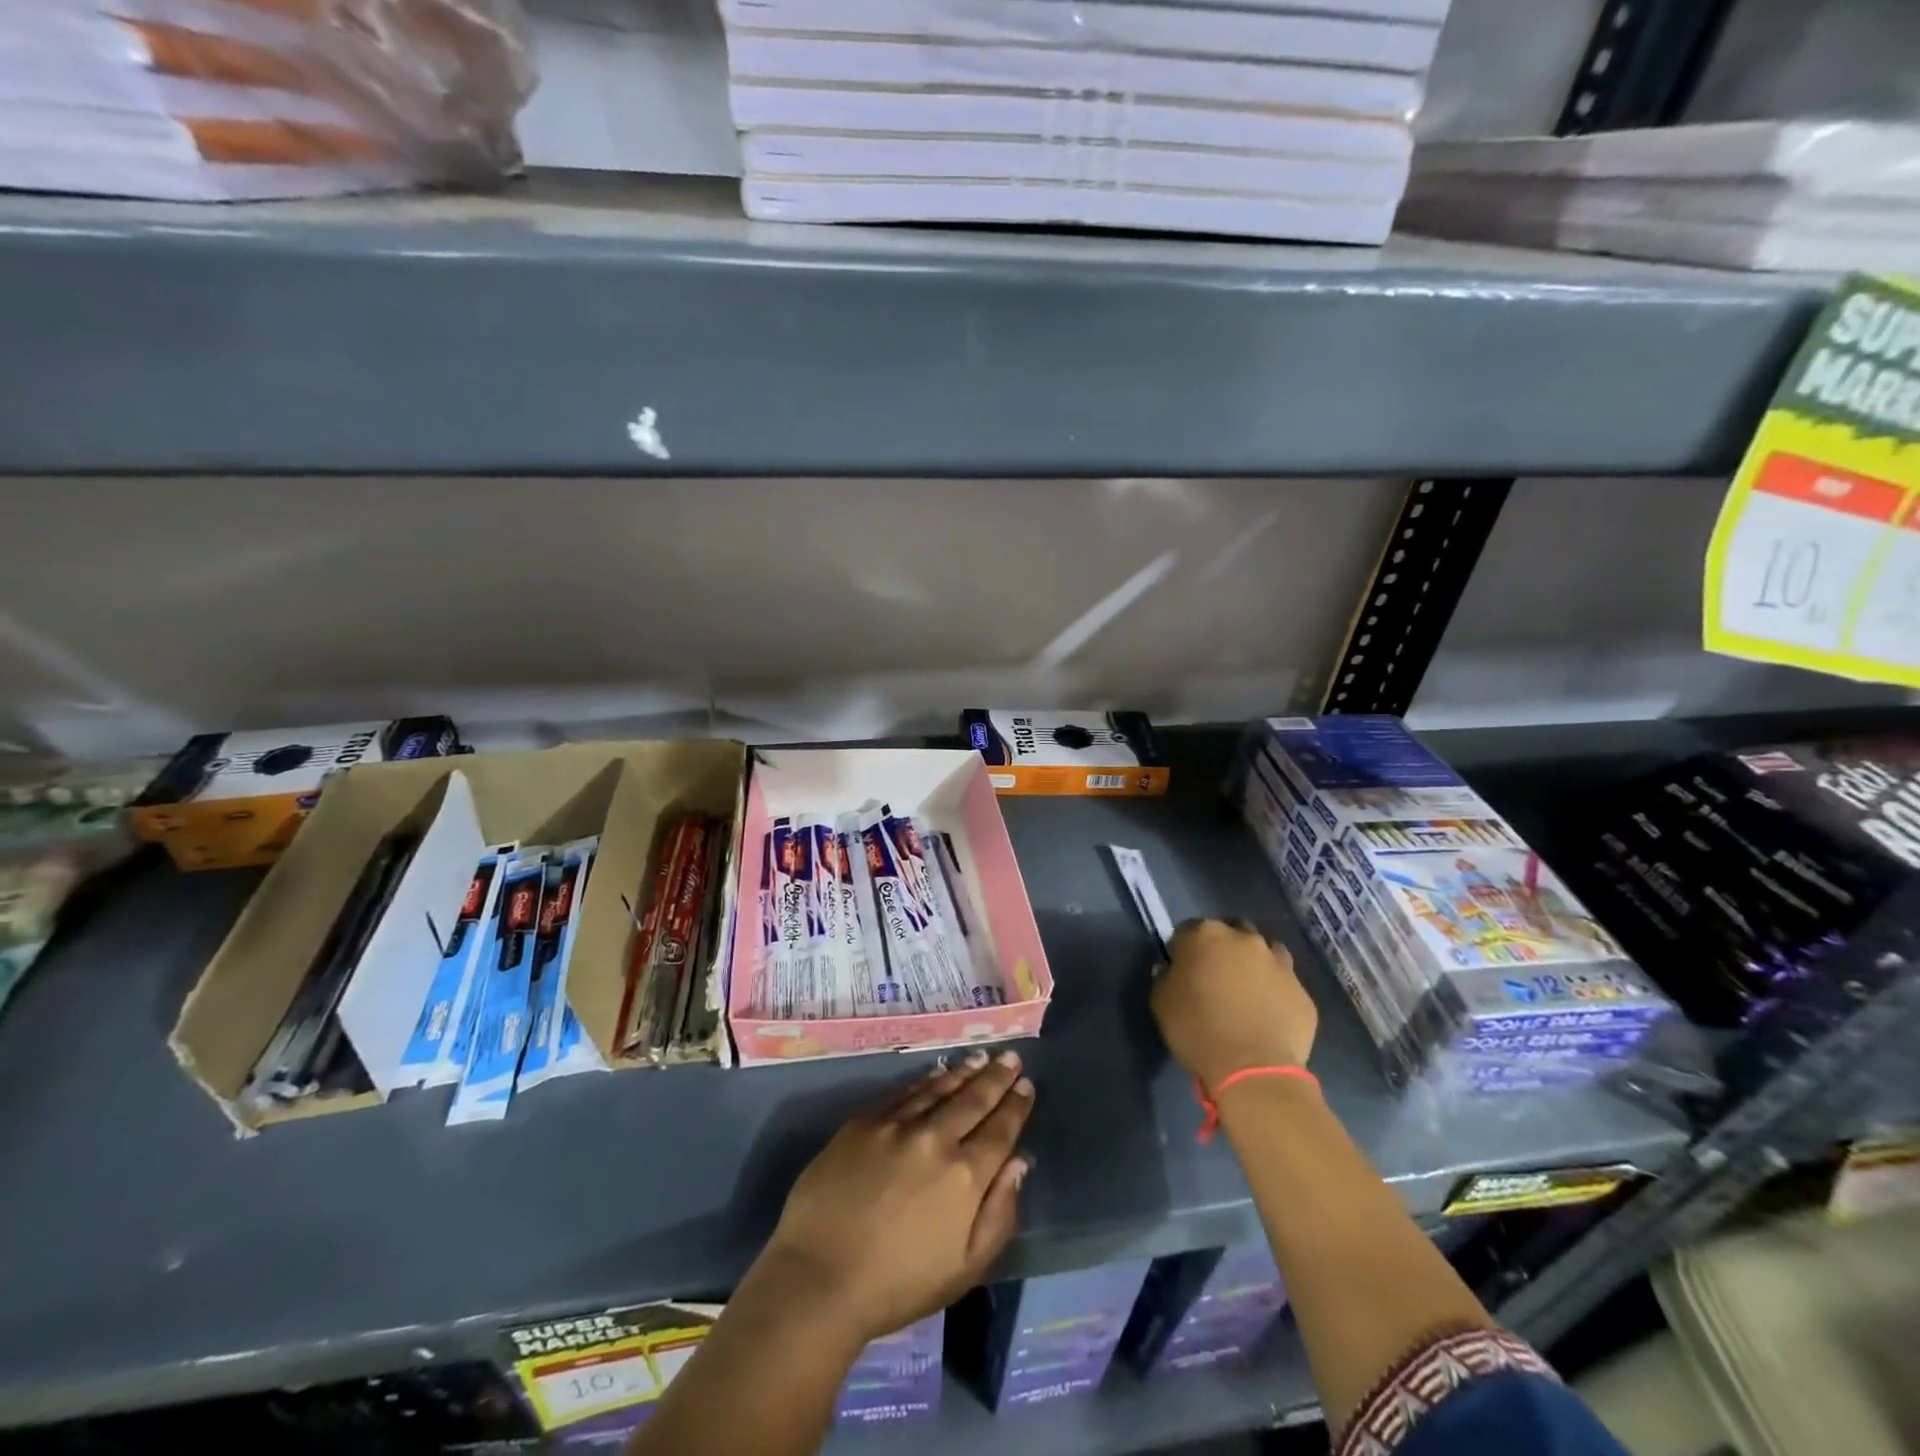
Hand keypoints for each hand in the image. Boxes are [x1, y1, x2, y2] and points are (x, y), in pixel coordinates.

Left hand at [756, 1049, 1034, 1345]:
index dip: (1015, 1106)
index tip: (1026, 1086)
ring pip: (939, 1089)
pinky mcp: (864, 1122)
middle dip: (996, 1077)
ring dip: (964, 1072)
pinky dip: (925, 1081)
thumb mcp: (964, 1268)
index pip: (1000, 1131)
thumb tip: (1019, 1163)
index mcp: (965, 1176)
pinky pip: (904, 1093)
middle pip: (973, 1100)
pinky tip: (936, 1073)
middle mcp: (935, 1139)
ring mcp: (897, 1126)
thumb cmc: (897, 1286)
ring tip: (980, 1058)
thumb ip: (998, 1214)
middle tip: (1010, 1057)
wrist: (819, 1278)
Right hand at [1152, 919, 1316, 1092]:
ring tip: (1246, 994)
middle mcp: (1246, 939)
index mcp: (1206, 935)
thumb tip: (1170, 969)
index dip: (1183, 951)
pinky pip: (1284, 986)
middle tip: (1215, 979)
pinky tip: (1266, 1016)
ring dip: (1254, 966)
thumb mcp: (1161, 1003)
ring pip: (1264, 954)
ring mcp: (1279, 964)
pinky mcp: (1302, 992)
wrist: (1253, 1070)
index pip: (1188, 931)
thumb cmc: (1198, 1030)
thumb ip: (1164, 977)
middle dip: (1222, 950)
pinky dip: (1275, 993)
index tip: (1182, 971)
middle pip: (1231, 934)